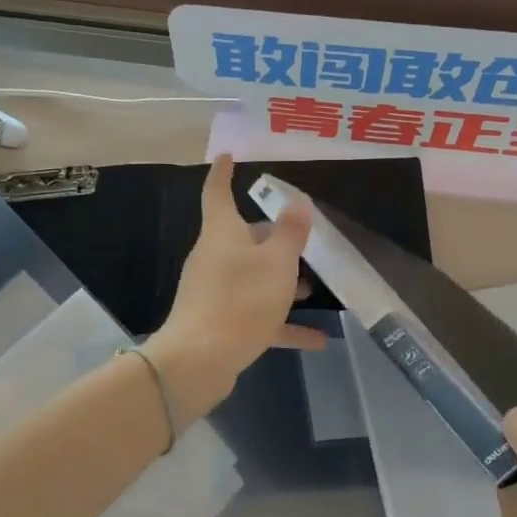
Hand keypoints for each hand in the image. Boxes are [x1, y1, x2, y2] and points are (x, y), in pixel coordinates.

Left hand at [148, 155, 324, 417]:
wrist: (199, 360)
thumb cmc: (240, 299)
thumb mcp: (276, 262)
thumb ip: (290, 232)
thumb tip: (298, 201)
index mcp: (222, 233)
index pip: (219, 192)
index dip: (224, 173)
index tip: (229, 156)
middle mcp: (215, 257)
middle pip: (243, 238)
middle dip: (272, 238)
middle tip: (300, 240)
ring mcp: (214, 291)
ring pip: (252, 278)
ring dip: (280, 282)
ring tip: (312, 290)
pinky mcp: (220, 322)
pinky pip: (257, 315)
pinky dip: (283, 324)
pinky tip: (317, 340)